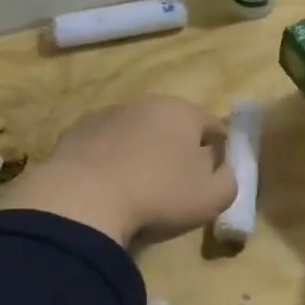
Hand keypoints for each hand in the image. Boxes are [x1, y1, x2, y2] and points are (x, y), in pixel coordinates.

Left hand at [0, 95, 236, 246]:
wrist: (82, 200)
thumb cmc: (159, 195)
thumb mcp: (213, 197)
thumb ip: (229, 180)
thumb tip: (221, 169)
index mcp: (183, 111)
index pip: (213, 126)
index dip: (220, 151)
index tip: (215, 176)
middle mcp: (145, 104)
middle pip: (172, 127)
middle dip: (177, 150)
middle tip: (176, 186)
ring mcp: (106, 116)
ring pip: (136, 134)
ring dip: (141, 154)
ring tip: (138, 191)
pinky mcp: (74, 134)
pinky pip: (104, 148)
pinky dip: (110, 162)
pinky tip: (107, 190)